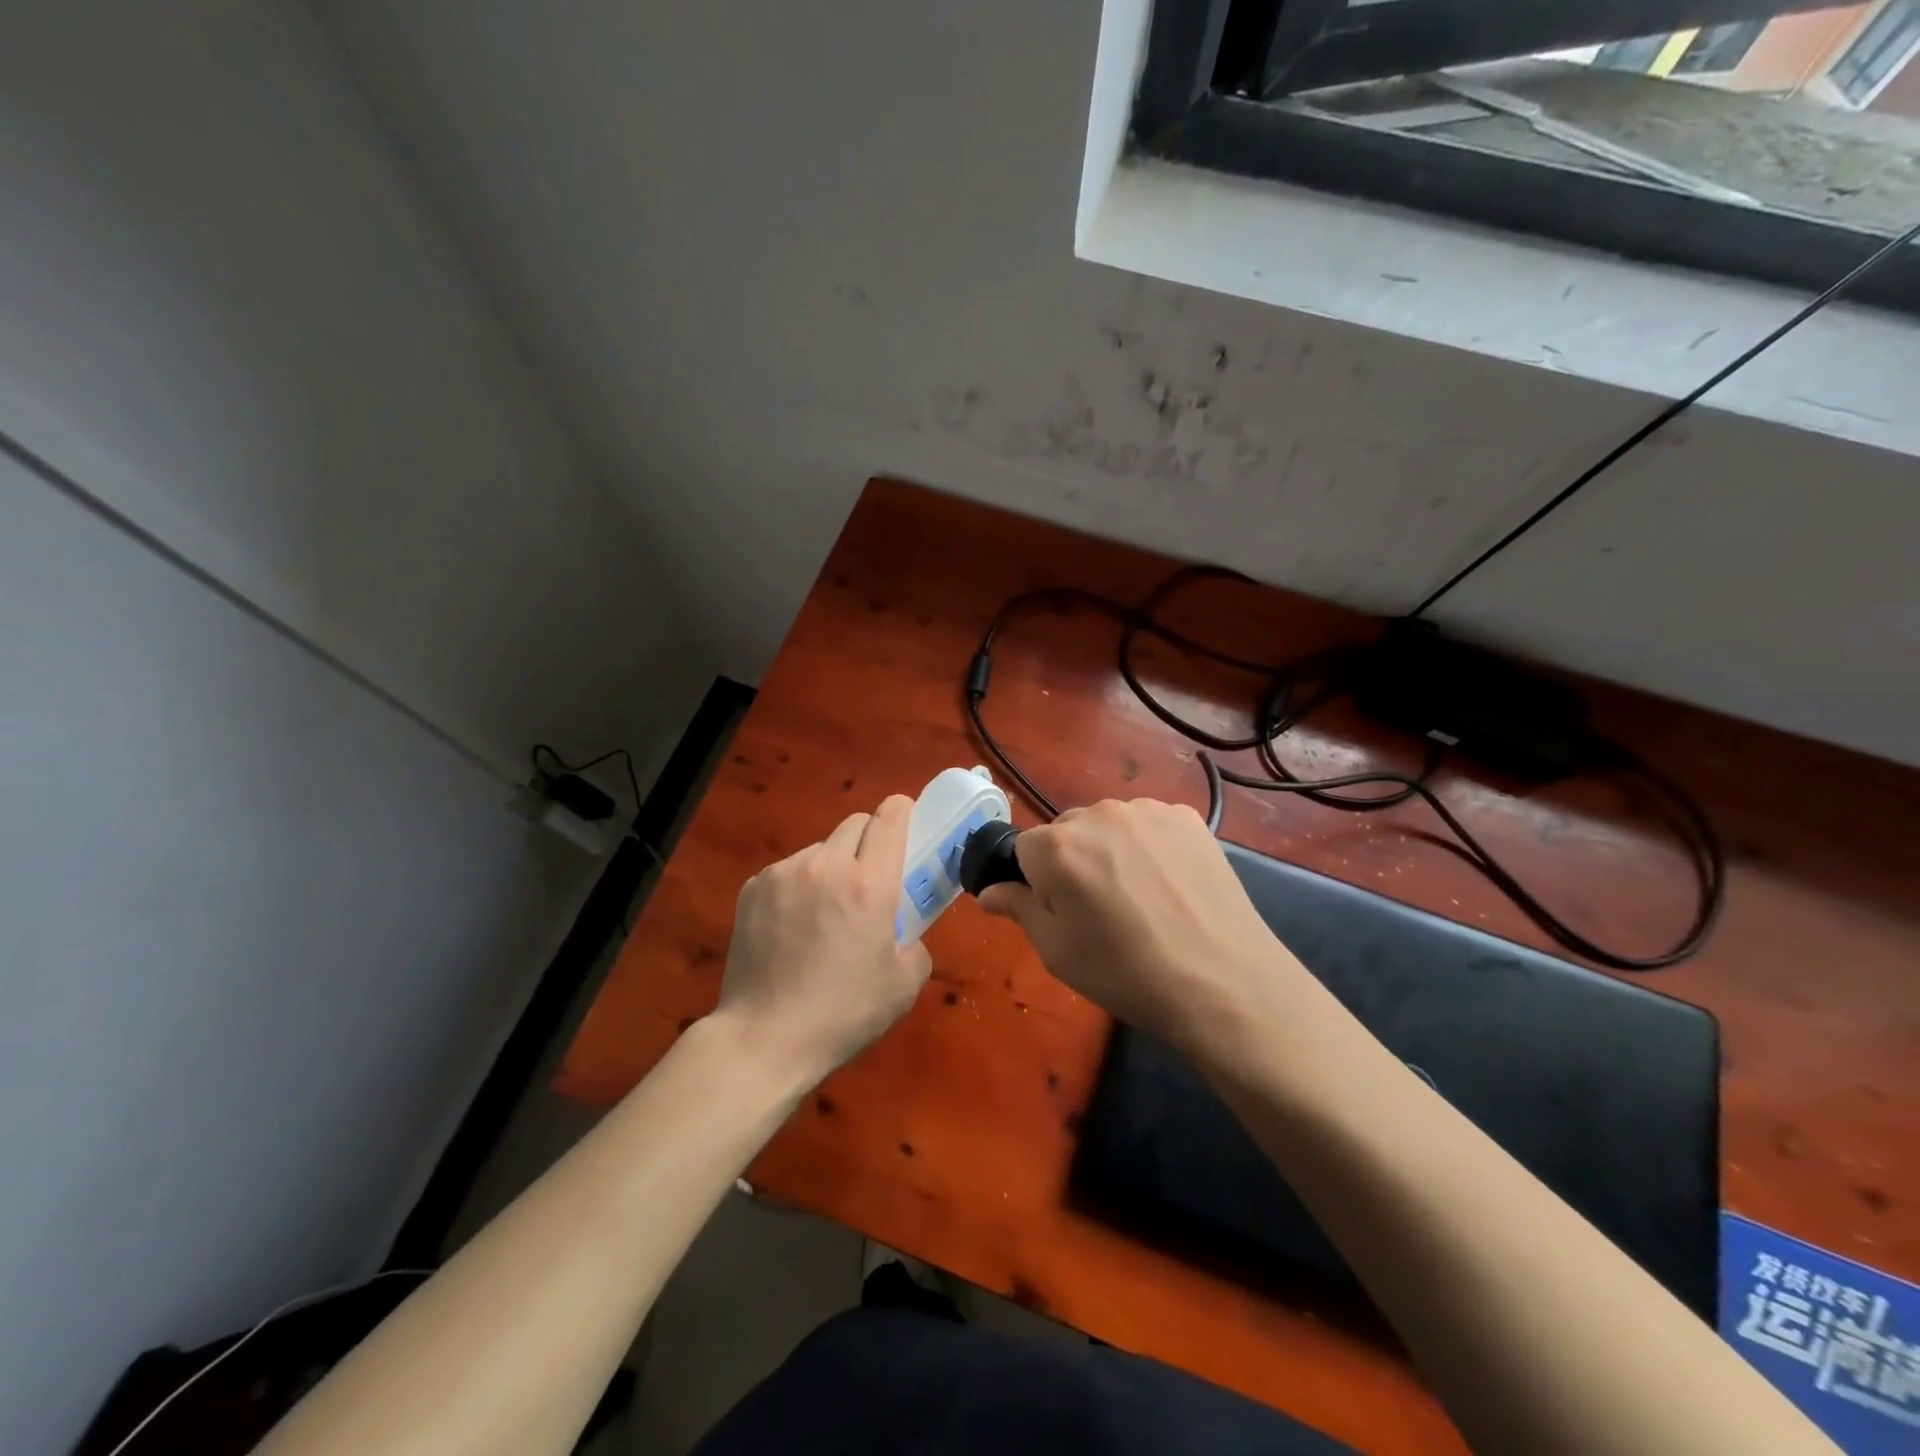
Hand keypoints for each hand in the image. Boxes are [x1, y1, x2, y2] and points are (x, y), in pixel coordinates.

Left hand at [712, 794, 931, 1088]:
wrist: (764, 1038)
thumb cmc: (843, 1014)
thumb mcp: (904, 985)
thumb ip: (915, 944)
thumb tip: (902, 932)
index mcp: (869, 885)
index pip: (889, 818)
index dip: (902, 812)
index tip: (907, 823)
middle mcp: (825, 866)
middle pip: (854, 823)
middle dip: (869, 841)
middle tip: (870, 879)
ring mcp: (783, 874)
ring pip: (820, 848)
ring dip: (832, 866)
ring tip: (825, 912)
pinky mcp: (753, 888)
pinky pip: (788, 870)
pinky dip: (799, 885)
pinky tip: (793, 927)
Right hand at [978, 798, 1302, 1053]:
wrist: (1222, 980)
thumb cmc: (1126, 973)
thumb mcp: (1057, 951)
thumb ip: (1019, 908)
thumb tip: (988, 891)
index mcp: (1057, 846)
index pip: (1024, 850)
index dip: (1037, 883)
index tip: (1062, 913)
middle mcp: (1098, 814)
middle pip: (1066, 832)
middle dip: (1073, 861)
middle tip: (1102, 909)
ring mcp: (1146, 811)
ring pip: (1109, 826)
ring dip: (1112, 850)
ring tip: (1142, 897)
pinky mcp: (1186, 816)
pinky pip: (1149, 825)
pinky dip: (1150, 846)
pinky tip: (1170, 884)